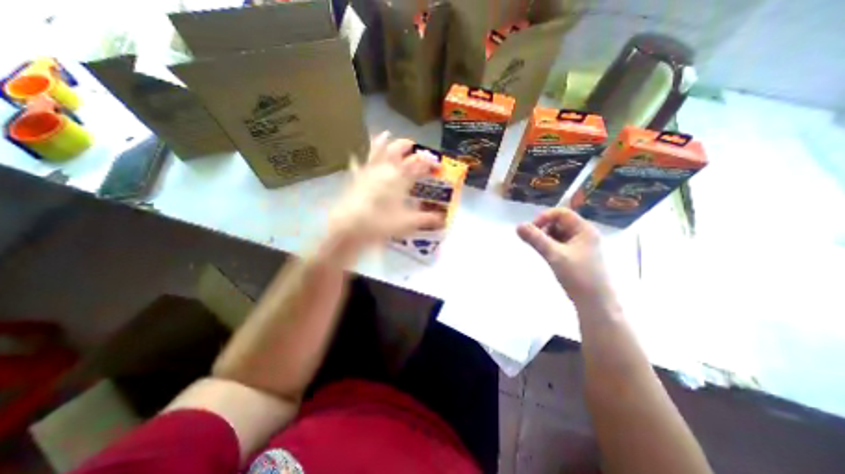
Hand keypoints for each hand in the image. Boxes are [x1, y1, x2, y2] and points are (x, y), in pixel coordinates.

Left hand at [326, 130, 441, 254]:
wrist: (350, 226)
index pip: (419, 163)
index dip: (430, 162)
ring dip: (382, 142)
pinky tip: (355, 158)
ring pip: (376, 150)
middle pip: (397, 149)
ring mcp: (368, 171)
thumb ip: (427, 220)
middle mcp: (385, 169)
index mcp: (400, 177)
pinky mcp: (355, 179)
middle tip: (414, 146)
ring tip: (386, 134)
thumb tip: (442, 220)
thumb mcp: (408, 223)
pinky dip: (358, 160)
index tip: (437, 165)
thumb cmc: (381, 223)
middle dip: (407, 145)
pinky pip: (357, 165)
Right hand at [515, 210, 615, 308]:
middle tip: (535, 241)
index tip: (532, 229)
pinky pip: (560, 243)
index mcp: (584, 229)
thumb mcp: (554, 255)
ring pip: (558, 233)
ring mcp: (581, 245)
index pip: (561, 213)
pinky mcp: (576, 255)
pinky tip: (547, 255)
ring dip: (546, 238)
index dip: (545, 217)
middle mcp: (584, 234)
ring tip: (542, 250)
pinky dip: (551, 246)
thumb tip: (518, 225)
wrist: (595, 303)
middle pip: (559, 222)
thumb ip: (536, 239)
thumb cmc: (577, 276)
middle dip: (544, 229)